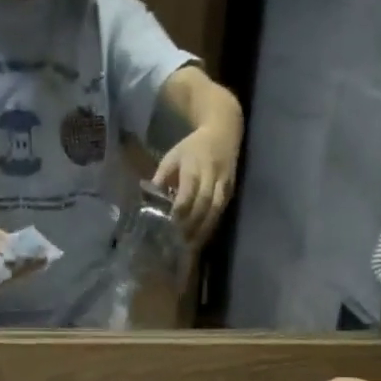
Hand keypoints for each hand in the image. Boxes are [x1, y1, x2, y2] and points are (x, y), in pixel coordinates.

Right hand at [0, 207, 48, 288]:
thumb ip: (0, 241)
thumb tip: (22, 249)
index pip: (4, 274)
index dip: (23, 268)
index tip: (39, 262)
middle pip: (9, 276)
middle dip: (28, 268)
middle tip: (48, 259)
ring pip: (7, 273)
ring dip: (24, 265)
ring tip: (43, 258)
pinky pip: (2, 267)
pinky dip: (15, 260)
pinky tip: (30, 255)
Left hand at [152, 124, 238, 242]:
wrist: (223, 134)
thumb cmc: (192, 148)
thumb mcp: (172, 157)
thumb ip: (161, 177)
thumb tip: (149, 200)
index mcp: (194, 166)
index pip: (188, 192)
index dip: (180, 209)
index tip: (170, 225)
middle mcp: (211, 176)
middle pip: (204, 204)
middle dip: (192, 224)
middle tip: (179, 243)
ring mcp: (224, 184)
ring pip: (215, 210)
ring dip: (203, 230)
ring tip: (191, 246)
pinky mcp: (230, 191)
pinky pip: (221, 211)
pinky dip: (212, 226)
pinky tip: (202, 238)